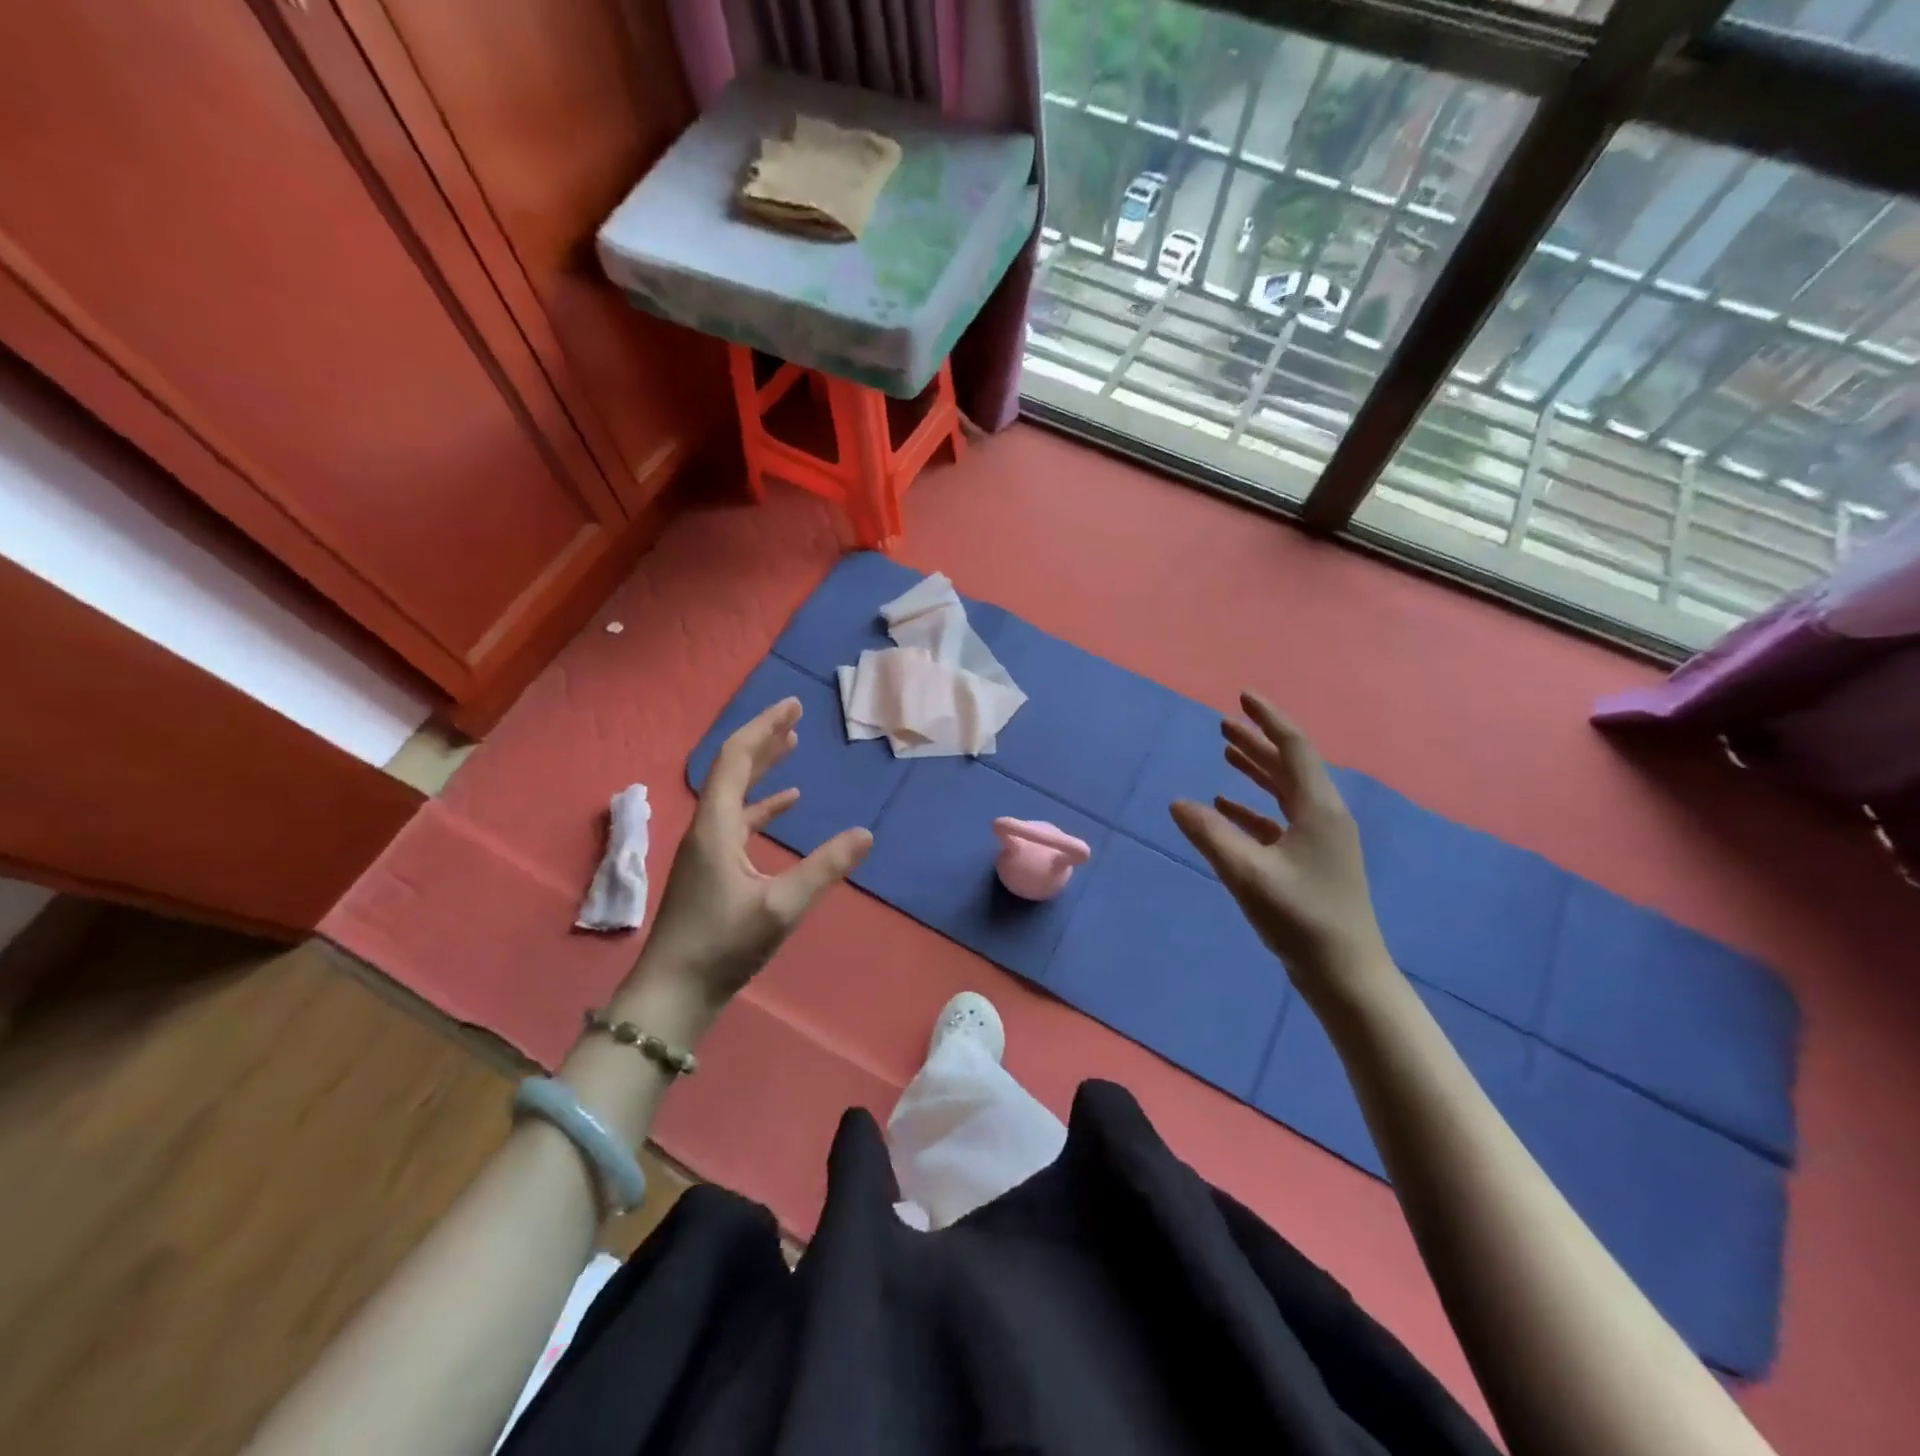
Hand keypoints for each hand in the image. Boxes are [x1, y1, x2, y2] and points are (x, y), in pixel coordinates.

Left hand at [629, 698, 870, 1016]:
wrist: (673, 993)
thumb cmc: (723, 946)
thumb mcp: (781, 907)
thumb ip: (824, 868)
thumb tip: (866, 833)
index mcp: (716, 826)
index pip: (736, 759)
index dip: (764, 728)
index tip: (793, 706)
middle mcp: (707, 828)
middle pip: (733, 768)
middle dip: (764, 739)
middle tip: (795, 716)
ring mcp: (707, 849)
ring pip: (736, 793)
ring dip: (763, 768)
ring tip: (792, 747)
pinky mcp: (712, 869)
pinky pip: (739, 821)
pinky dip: (763, 806)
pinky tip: (787, 805)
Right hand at [1170, 692, 1396, 1012]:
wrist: (1345, 974)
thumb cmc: (1300, 917)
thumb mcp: (1247, 873)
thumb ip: (1210, 834)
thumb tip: (1178, 802)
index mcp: (1319, 809)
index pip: (1294, 748)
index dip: (1268, 719)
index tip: (1243, 696)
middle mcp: (1324, 816)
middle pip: (1289, 766)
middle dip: (1257, 742)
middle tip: (1224, 723)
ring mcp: (1320, 840)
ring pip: (1285, 792)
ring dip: (1256, 771)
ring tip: (1225, 754)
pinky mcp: (1312, 862)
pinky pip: (1280, 820)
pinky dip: (1253, 808)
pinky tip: (1227, 808)